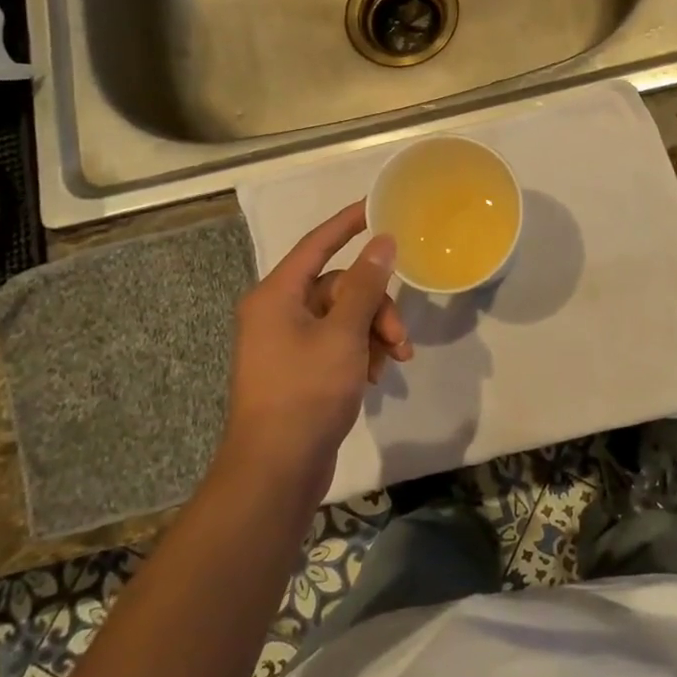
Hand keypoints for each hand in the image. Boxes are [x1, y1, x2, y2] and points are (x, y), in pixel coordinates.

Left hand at [219, 201, 409, 502]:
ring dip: (375, 332)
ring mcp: (287, 343)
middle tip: (400, 337)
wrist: (276, 470)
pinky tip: (378, 376)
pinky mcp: (299, 370)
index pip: (317, 244)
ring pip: (344, 317)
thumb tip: (382, 242)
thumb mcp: (344, 334)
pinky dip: (362, 352)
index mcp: (277, 296)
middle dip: (377, 307)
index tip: (377, 207)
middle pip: (340, 287)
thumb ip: (366, 285)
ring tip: (395, 361)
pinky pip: (338, 343)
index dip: (347, 223)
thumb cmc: (307, 393)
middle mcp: (278, 312)